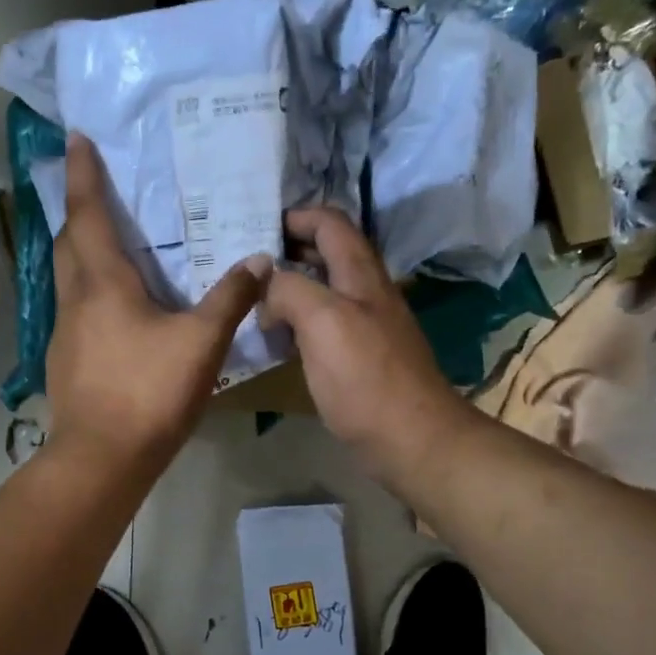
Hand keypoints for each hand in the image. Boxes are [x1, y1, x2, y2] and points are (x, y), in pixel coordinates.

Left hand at [45, 133, 269, 475]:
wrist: (101, 459)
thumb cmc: (149, 392)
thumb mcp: (201, 343)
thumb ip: (231, 298)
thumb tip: (259, 260)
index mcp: (103, 283)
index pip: (88, 214)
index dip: (84, 174)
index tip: (77, 138)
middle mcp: (75, 299)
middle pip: (69, 242)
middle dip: (80, 211)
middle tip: (100, 192)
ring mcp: (64, 332)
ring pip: (69, 277)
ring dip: (83, 253)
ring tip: (113, 247)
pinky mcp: (66, 360)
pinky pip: (76, 310)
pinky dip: (92, 293)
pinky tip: (118, 311)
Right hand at [261, 208, 469, 481]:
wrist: (411, 438)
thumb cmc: (365, 377)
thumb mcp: (323, 321)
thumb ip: (289, 289)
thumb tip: (265, 283)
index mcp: (360, 274)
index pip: (329, 222)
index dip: (294, 216)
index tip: (253, 227)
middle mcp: (366, 291)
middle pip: (326, 253)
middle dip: (287, 249)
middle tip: (243, 263)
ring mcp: (365, 325)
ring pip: (323, 289)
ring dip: (289, 286)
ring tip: (251, 297)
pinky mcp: (359, 357)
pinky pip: (322, 324)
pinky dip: (296, 320)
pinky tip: (276, 336)